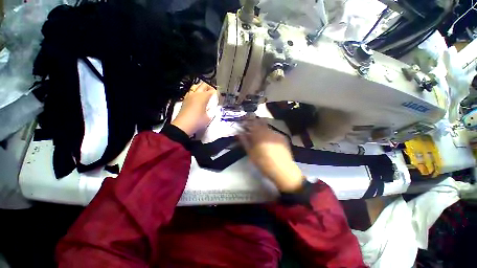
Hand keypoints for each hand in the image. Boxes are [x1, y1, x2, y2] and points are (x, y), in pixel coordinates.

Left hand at [172, 82, 217, 135]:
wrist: (183, 125)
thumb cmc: (197, 121)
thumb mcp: (209, 118)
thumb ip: (212, 111)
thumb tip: (213, 109)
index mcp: (203, 97)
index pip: (211, 91)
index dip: (216, 92)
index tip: (218, 95)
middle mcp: (196, 94)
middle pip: (203, 85)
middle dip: (209, 87)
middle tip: (212, 92)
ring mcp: (189, 96)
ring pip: (195, 86)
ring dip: (201, 88)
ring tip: (204, 94)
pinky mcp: (185, 100)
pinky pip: (190, 92)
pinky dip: (195, 92)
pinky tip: (196, 98)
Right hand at [239, 119, 304, 192]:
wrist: (282, 169)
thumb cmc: (263, 162)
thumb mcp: (251, 153)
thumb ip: (244, 141)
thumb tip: (239, 133)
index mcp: (258, 133)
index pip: (251, 123)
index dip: (247, 122)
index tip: (244, 124)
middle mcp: (268, 130)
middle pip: (260, 122)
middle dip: (255, 124)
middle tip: (252, 130)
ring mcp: (276, 133)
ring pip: (267, 127)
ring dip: (262, 129)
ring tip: (261, 137)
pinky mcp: (283, 137)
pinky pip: (274, 133)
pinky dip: (270, 135)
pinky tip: (270, 142)